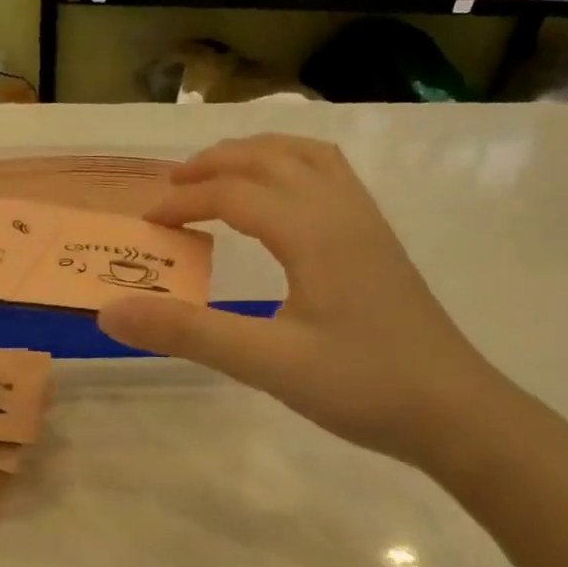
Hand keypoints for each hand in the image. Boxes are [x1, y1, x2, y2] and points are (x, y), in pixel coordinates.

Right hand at [96, 136, 509, 468]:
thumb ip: (187, 333)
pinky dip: (290, 167)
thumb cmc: (363, 386)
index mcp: (314, 231)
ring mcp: (367, 223)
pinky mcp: (378, 242)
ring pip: (306, 156)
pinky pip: (329, 176)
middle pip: (270, 157)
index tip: (145, 225)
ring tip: (218, 175)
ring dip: (255, 154)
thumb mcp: (267, 364)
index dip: (183, 201)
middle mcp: (342, 211)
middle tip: (170, 187)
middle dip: (214, 163)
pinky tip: (279, 200)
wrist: (457, 412)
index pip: (234, 192)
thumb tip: (110, 311)